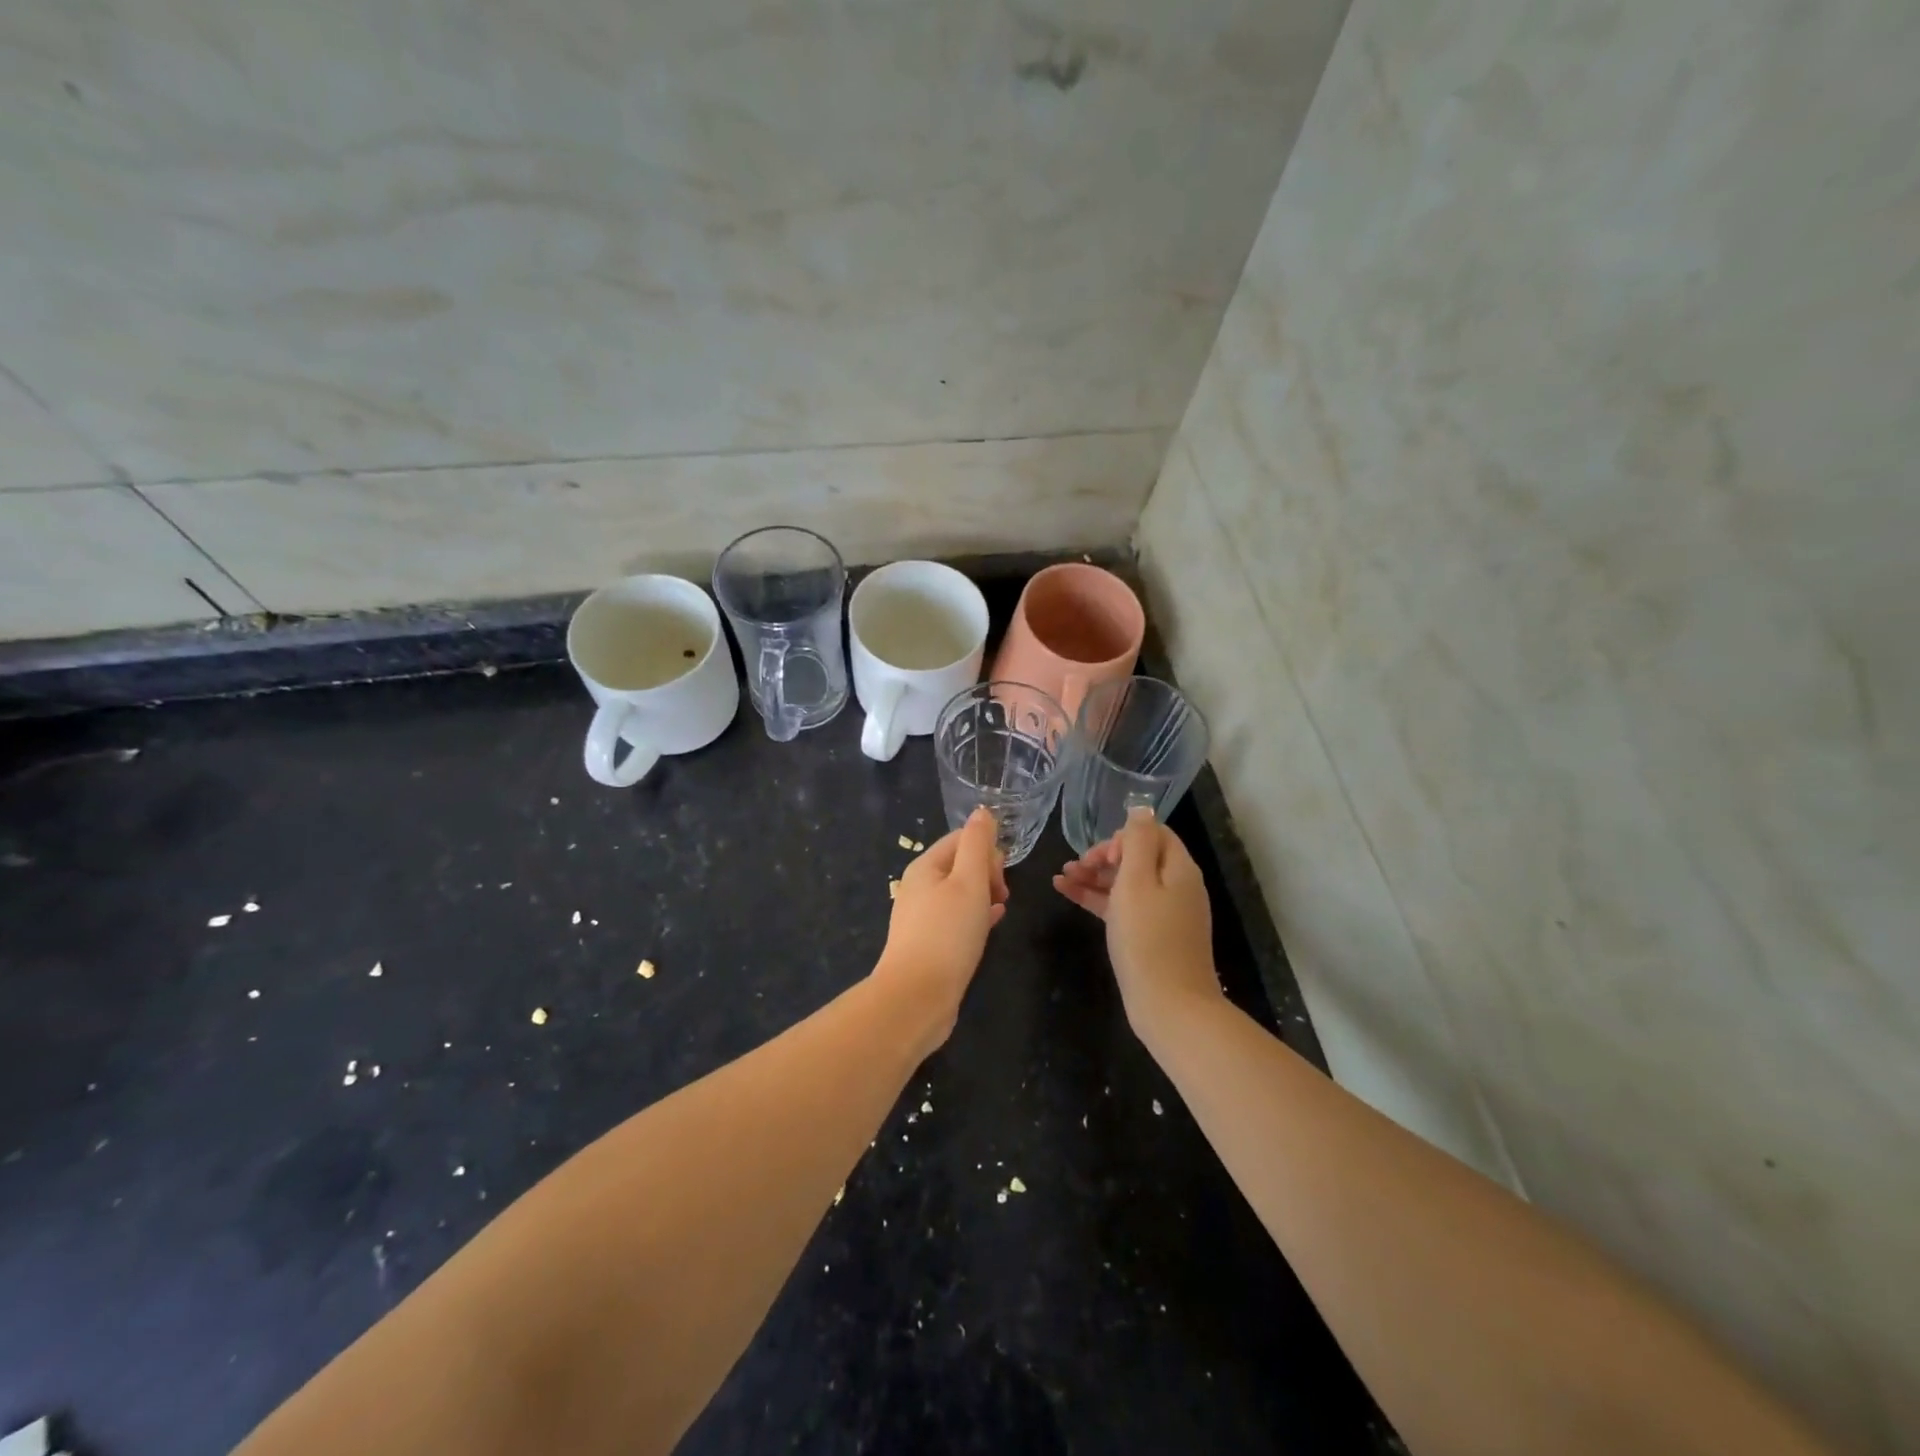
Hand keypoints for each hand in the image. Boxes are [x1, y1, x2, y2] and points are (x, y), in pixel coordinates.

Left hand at [875, 808, 1008, 1048]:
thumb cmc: (947, 934)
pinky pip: (957, 919)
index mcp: (924, 866)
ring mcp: (921, 917)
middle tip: (1002, 896)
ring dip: (984, 895)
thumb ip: (977, 845)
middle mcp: (918, 887)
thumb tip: (983, 812)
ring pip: (960, 893)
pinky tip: (993, 924)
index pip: (961, 839)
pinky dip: (976, 916)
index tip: (1002, 876)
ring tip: (1001, 910)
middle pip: (960, 864)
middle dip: (987, 873)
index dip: (987, 850)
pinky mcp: (928, 943)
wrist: (916, 997)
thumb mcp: (969, 882)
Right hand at [1054, 807, 1221, 1032]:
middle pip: (1139, 857)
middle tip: (1076, 867)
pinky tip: (1067, 893)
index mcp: (1179, 869)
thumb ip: (1137, 842)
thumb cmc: (1148, 939)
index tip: (1099, 856)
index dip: (1122, 837)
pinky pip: (1123, 906)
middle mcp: (1176, 886)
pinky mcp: (1152, 936)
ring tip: (1061, 877)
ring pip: (1127, 883)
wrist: (1170, 1007)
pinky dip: (1098, 898)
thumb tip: (1141, 808)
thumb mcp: (1137, 882)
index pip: (1153, 833)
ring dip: (1095, 876)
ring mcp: (1165, 913)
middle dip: (1104, 856)